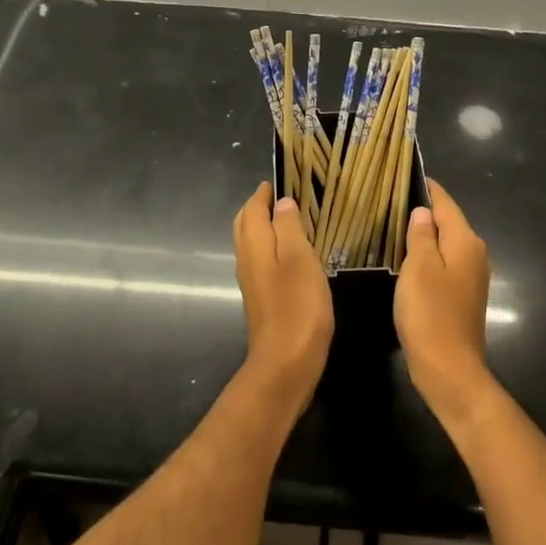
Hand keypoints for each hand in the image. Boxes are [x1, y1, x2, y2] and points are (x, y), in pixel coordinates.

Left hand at [233, 182, 333, 417]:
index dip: (262, 194)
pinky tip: (290, 254)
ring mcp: (253, 283)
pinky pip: (261, 262)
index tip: (276, 180)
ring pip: (251, 244)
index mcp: (255, 246)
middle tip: (278, 196)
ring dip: (263, 227)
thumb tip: (281, 203)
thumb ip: (290, 228)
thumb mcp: (300, 259)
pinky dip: (271, 247)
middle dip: (257, 208)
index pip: (252, 210)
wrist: (285, 364)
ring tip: (287, 219)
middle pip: (245, 226)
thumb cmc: (297, 306)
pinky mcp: (262, 300)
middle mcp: (247, 261)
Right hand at [396, 179, 496, 428]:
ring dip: (425, 234)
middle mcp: (475, 253)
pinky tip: (407, 258)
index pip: (445, 202)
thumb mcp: (418, 268)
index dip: (426, 187)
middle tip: (390, 198)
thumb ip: (421, 235)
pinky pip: (445, 262)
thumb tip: (423, 211)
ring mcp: (472, 275)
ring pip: (446, 243)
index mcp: (465, 241)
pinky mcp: (464, 294)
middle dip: (424, 209)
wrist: (449, 369)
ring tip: (394, 223)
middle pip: (448, 221)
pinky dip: (428, 255)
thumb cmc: (430, 313)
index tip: (403, 173)